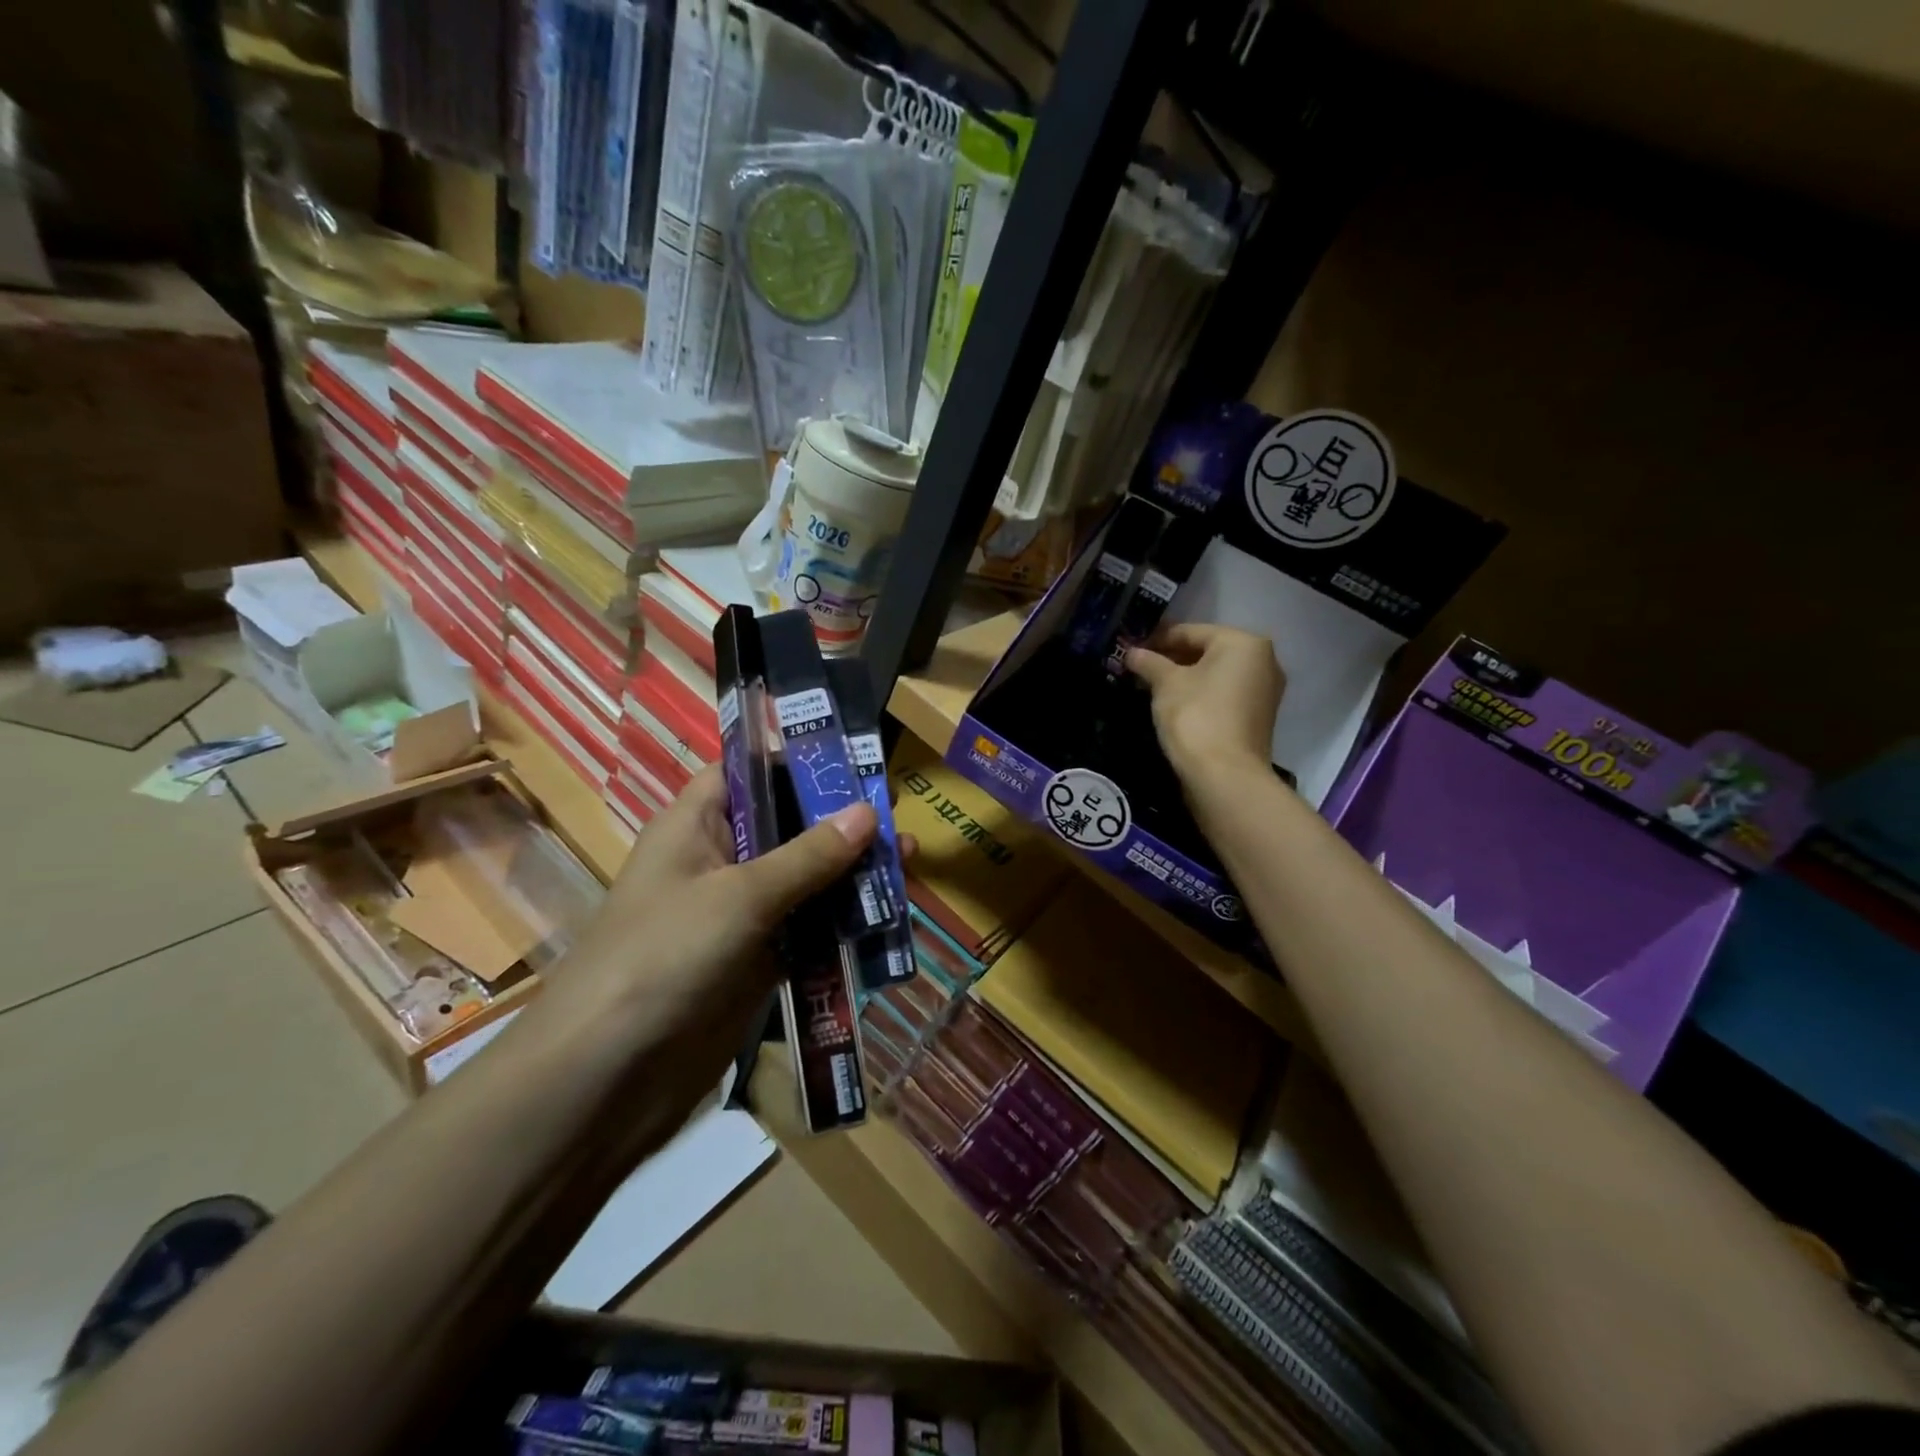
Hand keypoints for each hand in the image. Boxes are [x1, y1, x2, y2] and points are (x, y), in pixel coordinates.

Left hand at [542, 766, 876, 1104]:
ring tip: (909, 859)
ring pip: (803, 879)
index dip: (795, 759)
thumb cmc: (663, 957)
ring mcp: (737, 915)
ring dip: (850, 872)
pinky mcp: (754, 962)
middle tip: (898, 813)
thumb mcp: (740, 896)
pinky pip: (806, 930)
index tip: (853, 760)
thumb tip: (868, 812)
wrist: (605, 1078)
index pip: (747, 771)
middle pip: (785, 825)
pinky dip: (842, 923)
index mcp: (695, 825)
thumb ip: (807, 856)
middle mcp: (717, 861)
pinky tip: (887, 916)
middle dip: (839, 819)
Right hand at [1125, 623, 1284, 786]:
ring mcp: (1264, 691)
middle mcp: (1263, 661)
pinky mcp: (1258, 717)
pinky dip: (1200, 695)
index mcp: (1244, 643)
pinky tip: (1174, 705)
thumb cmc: (1196, 716)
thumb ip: (1149, 662)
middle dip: (1171, 659)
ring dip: (1184, 678)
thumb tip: (1131, 652)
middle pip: (1206, 651)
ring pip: (1215, 674)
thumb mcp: (1166, 684)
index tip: (1130, 649)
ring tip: (1150, 686)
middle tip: (1138, 668)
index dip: (1156, 639)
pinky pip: (1223, 695)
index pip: (1190, 632)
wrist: (1225, 776)